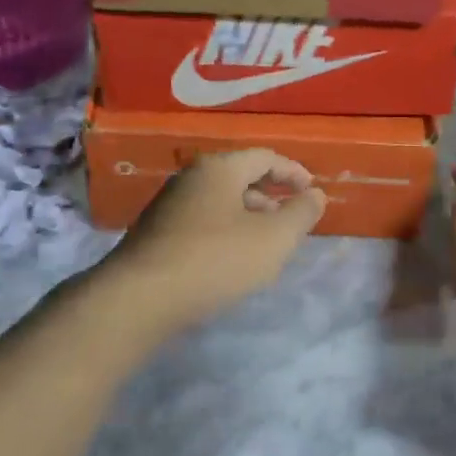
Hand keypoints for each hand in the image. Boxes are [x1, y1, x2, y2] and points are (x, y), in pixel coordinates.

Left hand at [103, 149, 326, 338]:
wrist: (140, 298)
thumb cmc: (216, 260)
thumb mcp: (274, 238)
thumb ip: (301, 213)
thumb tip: (315, 195)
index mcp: (219, 168)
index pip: (265, 157)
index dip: (294, 172)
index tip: (312, 192)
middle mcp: (191, 178)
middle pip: (240, 177)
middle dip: (271, 195)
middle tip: (291, 220)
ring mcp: (168, 205)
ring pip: (220, 202)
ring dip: (248, 216)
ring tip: (266, 244)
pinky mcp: (156, 233)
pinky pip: (202, 222)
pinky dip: (226, 232)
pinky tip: (232, 260)